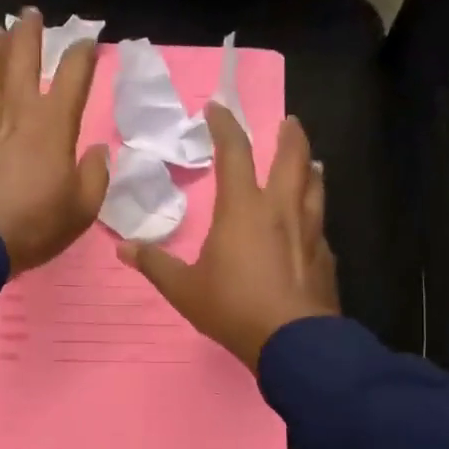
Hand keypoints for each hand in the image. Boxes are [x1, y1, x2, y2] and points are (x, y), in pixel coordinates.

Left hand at [0, 9, 109, 275]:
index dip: (82, 54)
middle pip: (21, 57)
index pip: (73, 75)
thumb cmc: (34, 226)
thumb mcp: (82, 209)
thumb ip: (95, 175)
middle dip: (29, 31)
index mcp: (53, 124)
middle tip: (30, 13)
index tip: (87, 42)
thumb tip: (97, 152)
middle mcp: (15, 110)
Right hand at [120, 104, 337, 370]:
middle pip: (292, 159)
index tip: (218, 107)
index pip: (234, 153)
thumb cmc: (233, 307)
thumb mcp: (184, 289)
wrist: (293, 341)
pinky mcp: (325, 256)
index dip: (225, 125)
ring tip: (310, 162)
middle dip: (290, 136)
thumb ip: (155, 265)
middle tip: (289, 122)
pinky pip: (320, 224)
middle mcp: (280, 210)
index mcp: (243, 209)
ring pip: (315, 187)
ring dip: (310, 168)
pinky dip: (314, 213)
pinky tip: (311, 225)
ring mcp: (309, 232)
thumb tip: (123, 249)